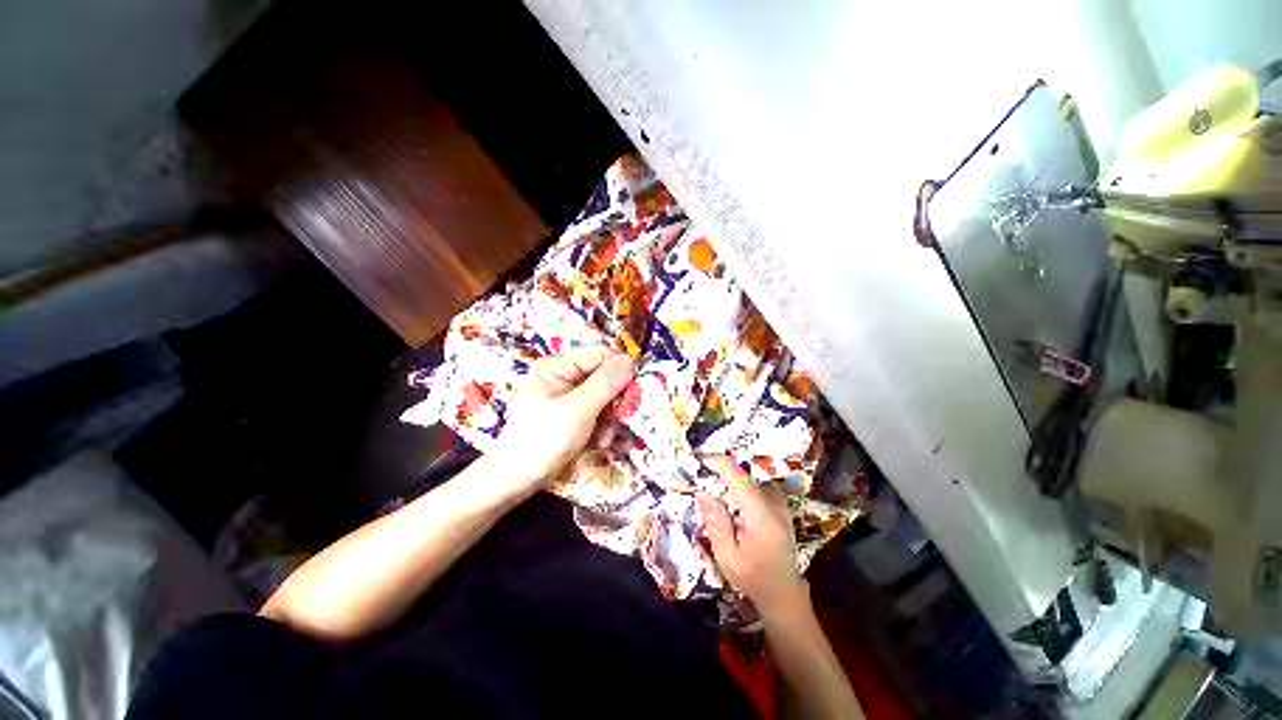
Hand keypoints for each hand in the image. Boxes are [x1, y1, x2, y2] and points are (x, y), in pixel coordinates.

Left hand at [489, 346, 634, 498]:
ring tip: (606, 439)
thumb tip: (629, 360)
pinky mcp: (570, 415)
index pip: (598, 354)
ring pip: (603, 398)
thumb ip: (605, 384)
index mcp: (557, 367)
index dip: (619, 369)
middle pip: (603, 377)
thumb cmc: (543, 441)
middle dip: (615, 401)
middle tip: (622, 419)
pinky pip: (596, 413)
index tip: (634, 390)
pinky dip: (602, 427)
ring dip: (610, 419)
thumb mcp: (578, 410)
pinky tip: (602, 444)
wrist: (515, 481)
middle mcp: (562, 377)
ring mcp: (566, 397)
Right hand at [697, 455, 808, 619]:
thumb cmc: (754, 579)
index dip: (718, 462)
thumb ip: (716, 523)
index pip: (739, 478)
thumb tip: (703, 492)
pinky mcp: (780, 506)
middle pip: (744, 475)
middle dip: (719, 469)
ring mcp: (780, 504)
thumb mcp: (728, 558)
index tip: (698, 458)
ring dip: (729, 476)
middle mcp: (774, 504)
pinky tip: (728, 495)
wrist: (784, 593)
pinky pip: (756, 486)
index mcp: (761, 516)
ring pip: (749, 479)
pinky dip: (739, 484)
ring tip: (710, 482)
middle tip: (699, 472)